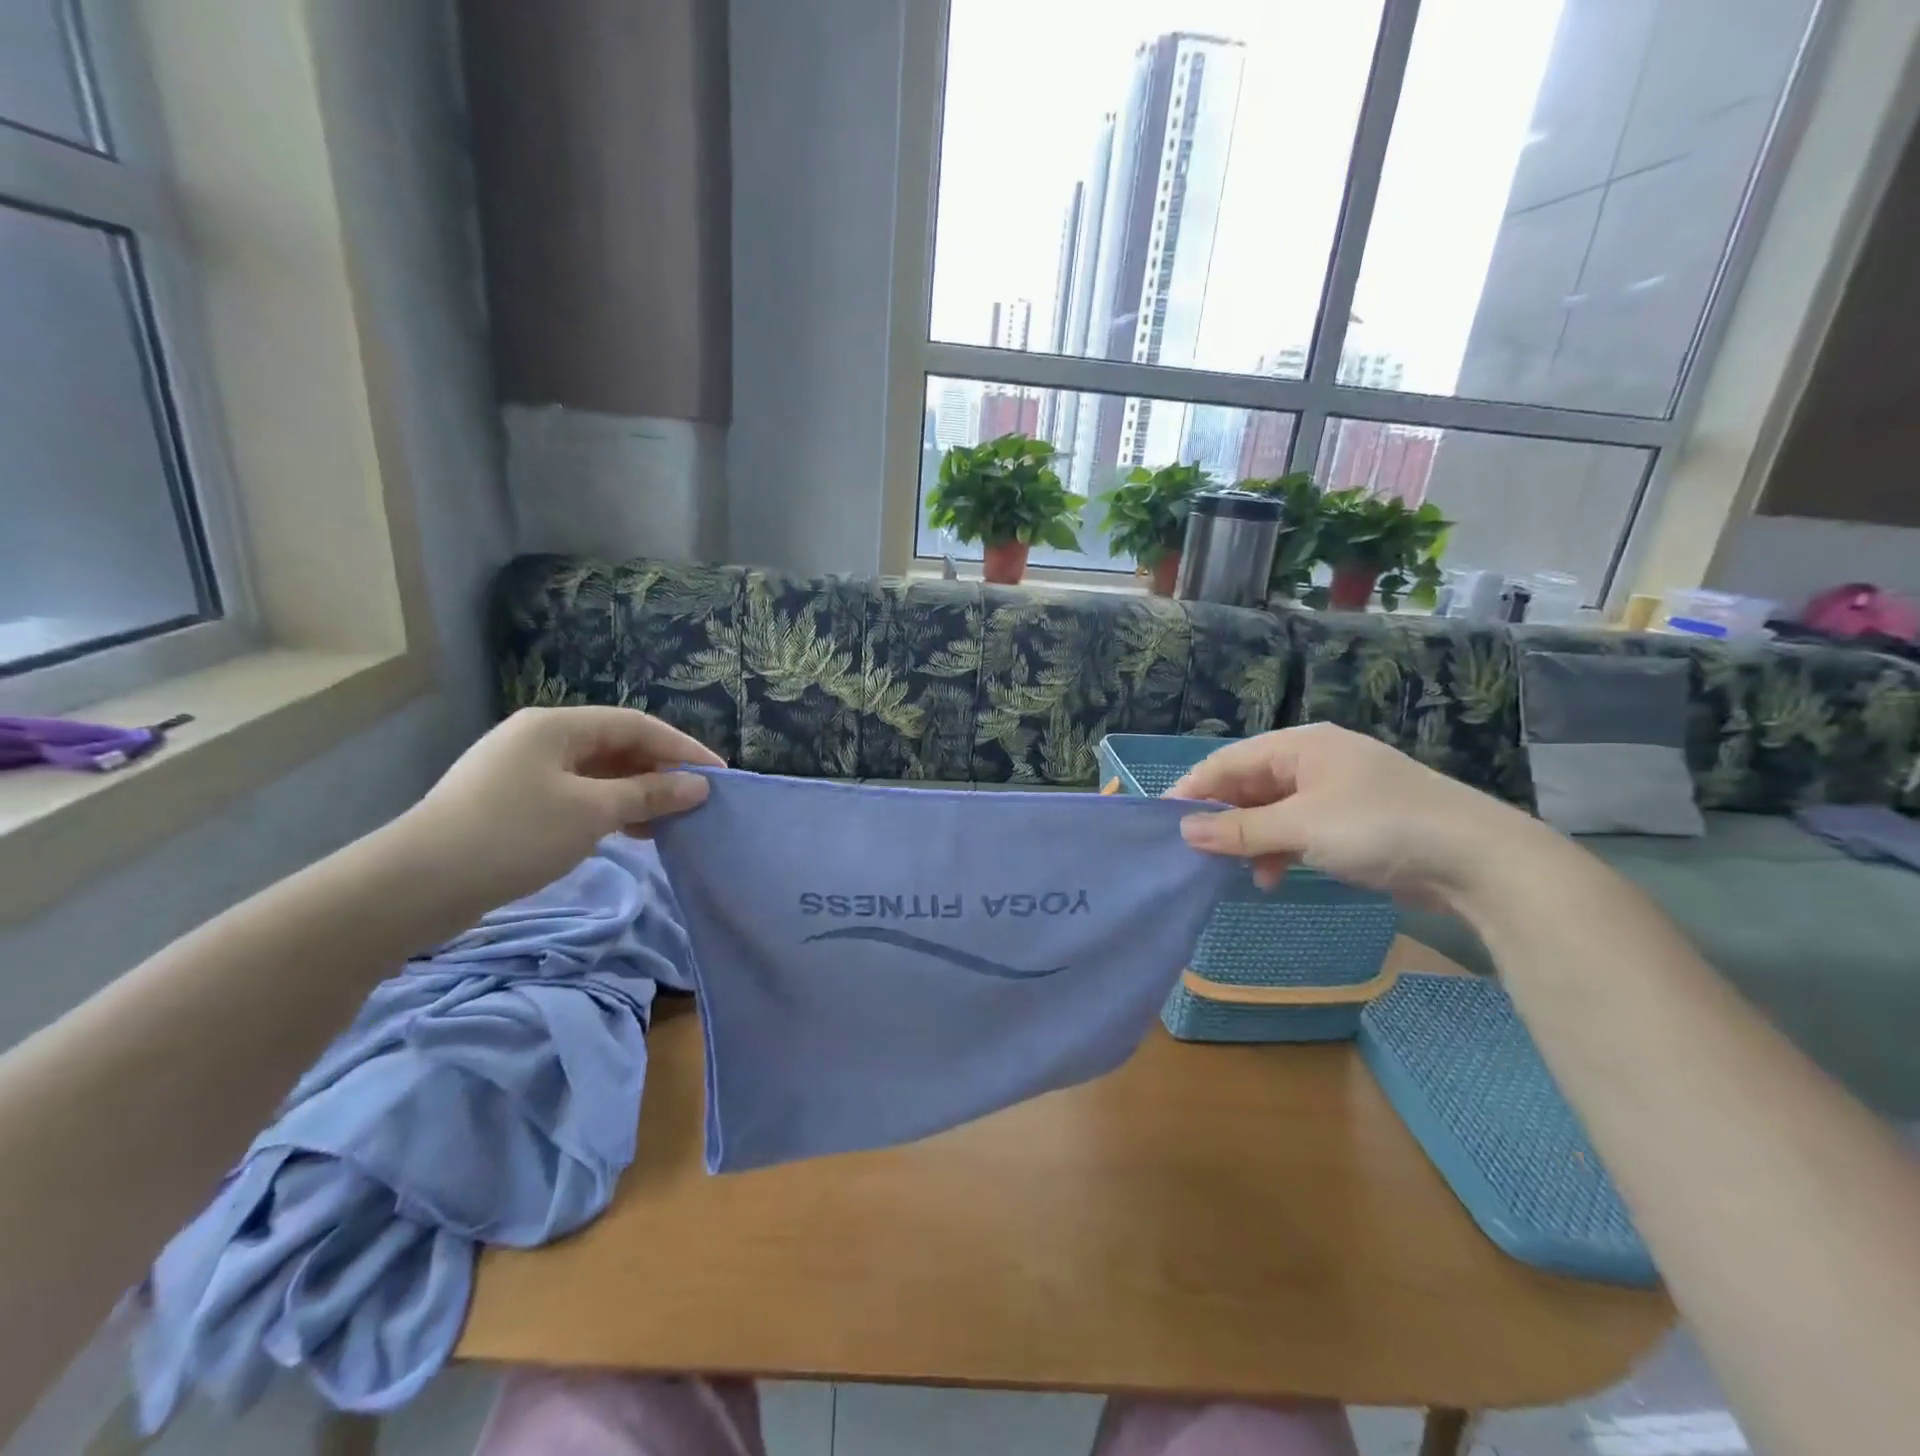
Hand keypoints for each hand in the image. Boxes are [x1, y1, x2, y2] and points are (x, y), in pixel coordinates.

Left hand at [386, 706, 722, 913]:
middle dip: (659, 771)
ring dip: (636, 794)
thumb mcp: (592, 812)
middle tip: (695, 801)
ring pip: (597, 774)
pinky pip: (576, 795)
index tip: (719, 775)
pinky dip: (607, 810)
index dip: (683, 747)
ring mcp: (522, 771)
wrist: (414, 886)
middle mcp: (540, 739)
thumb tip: (698, 786)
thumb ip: (649, 794)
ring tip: (669, 822)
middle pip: (616, 746)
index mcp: (556, 726)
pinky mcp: (512, 803)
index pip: (636, 725)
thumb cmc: (513, 835)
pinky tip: (628, 834)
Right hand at [1168, 723, 1554, 910]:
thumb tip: (1184, 830)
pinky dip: (1281, 850)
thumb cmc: (1379, 827)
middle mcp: (1315, 761)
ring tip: (1238, 871)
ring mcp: (1336, 792)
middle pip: (1249, 785)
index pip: (1229, 762)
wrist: (1478, 860)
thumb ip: (1239, 829)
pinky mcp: (1353, 823)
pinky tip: (1275, 876)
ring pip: (1273, 811)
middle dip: (1223, 819)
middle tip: (1195, 852)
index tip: (1161, 822)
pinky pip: (1298, 829)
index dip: (1192, 790)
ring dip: (1252, 840)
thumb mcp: (1301, 826)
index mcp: (1301, 746)